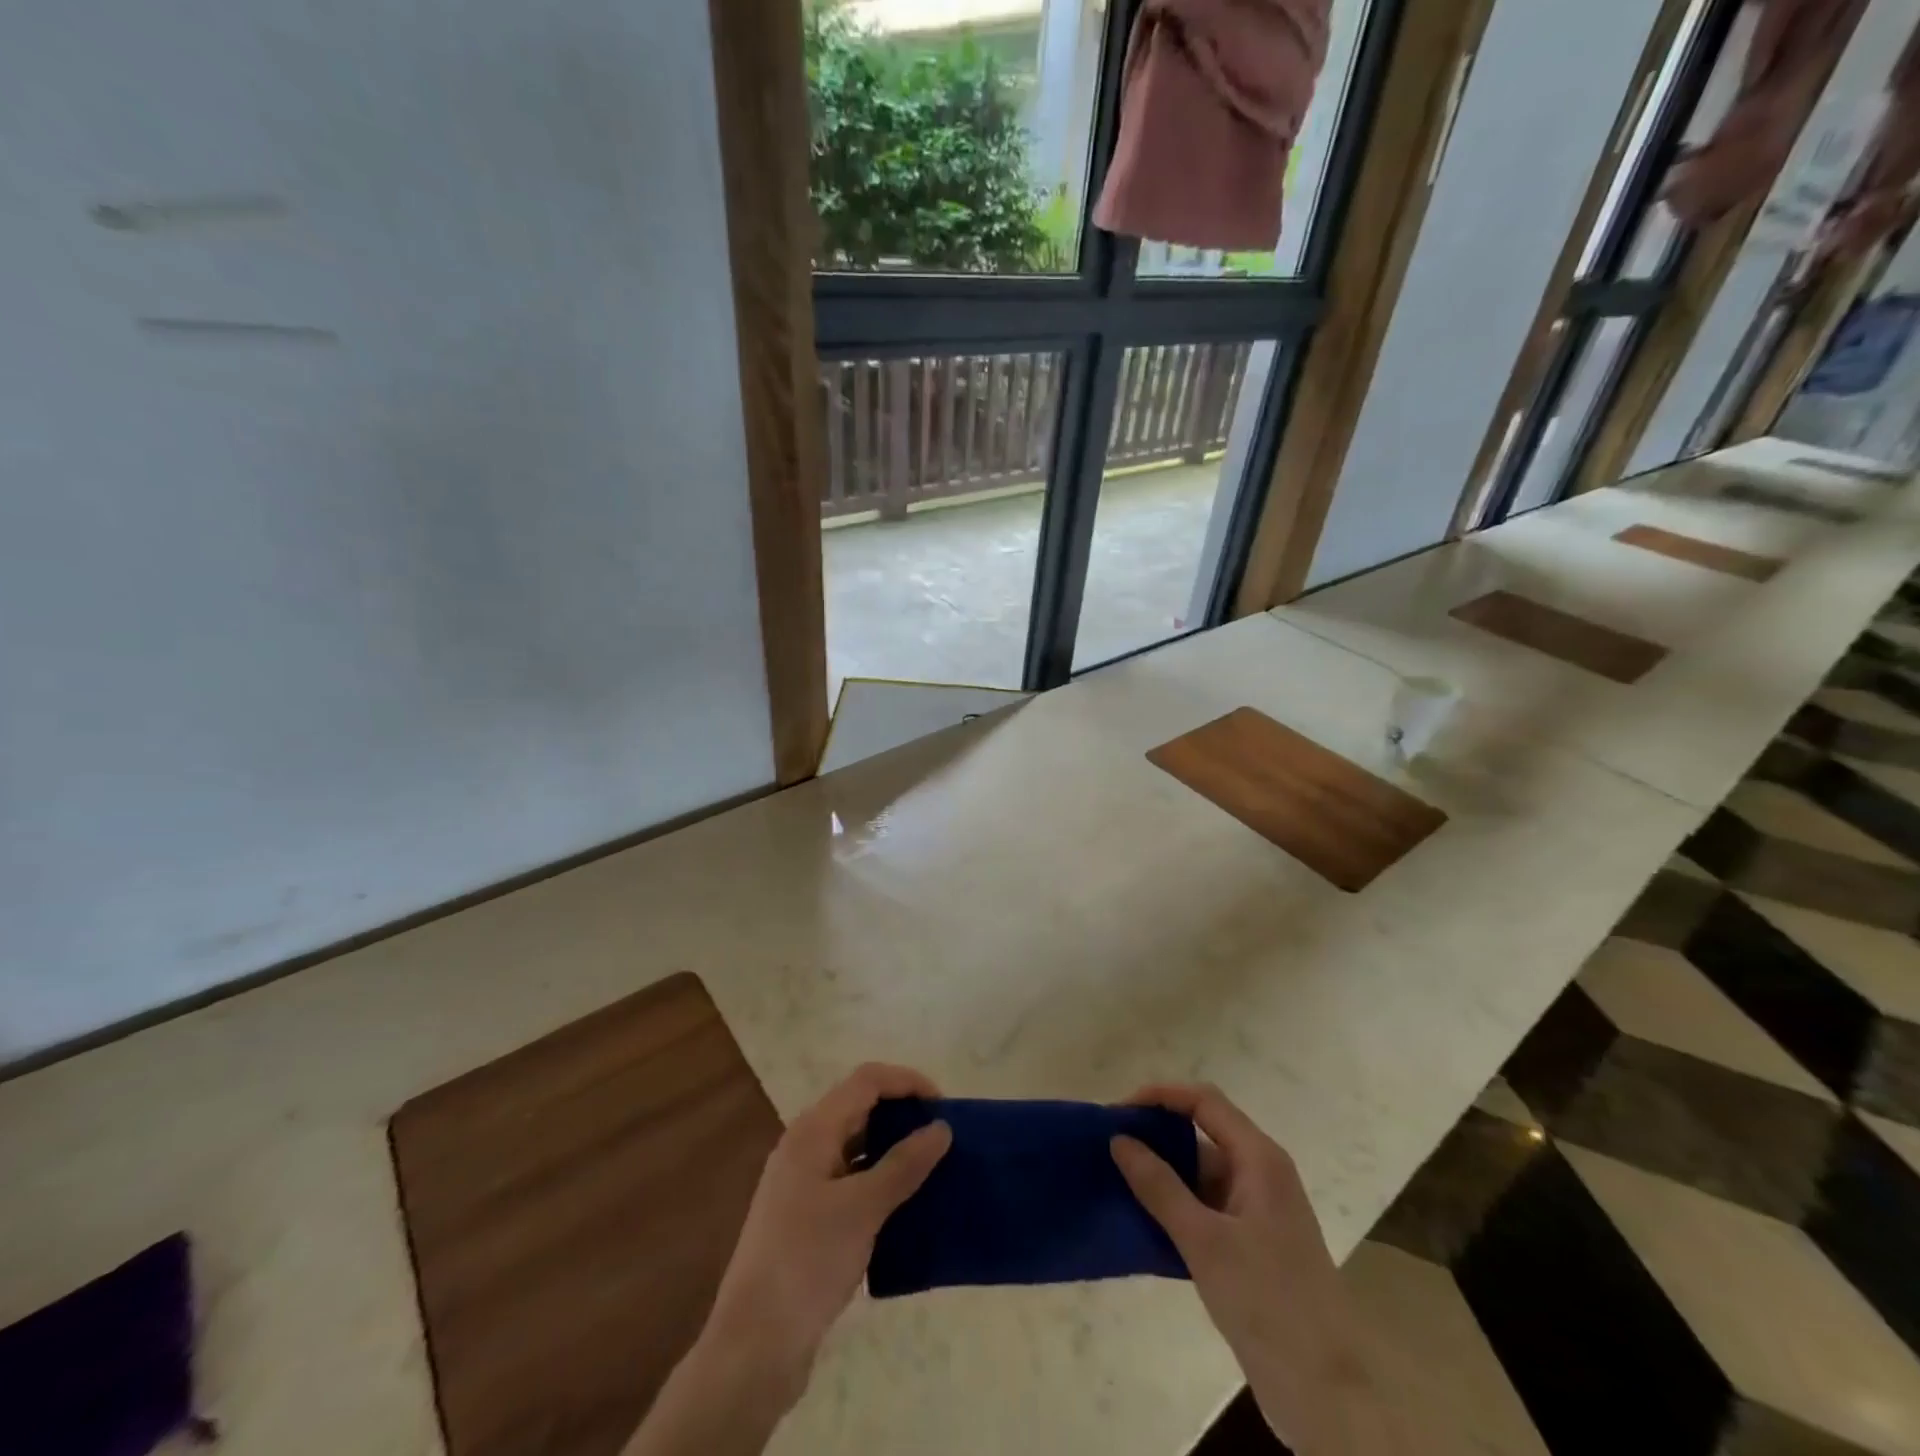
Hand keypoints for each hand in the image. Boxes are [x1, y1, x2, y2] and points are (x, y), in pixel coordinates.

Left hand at [627, 1064, 951, 1455]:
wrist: (753, 1346)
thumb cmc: (807, 1262)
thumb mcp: (862, 1209)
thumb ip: (904, 1165)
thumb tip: (941, 1128)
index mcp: (812, 1131)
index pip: (866, 1081)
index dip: (907, 1082)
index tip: (944, 1107)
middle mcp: (805, 1146)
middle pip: (860, 1107)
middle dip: (902, 1114)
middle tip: (942, 1137)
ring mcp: (803, 1183)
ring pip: (856, 1145)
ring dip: (893, 1149)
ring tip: (932, 1168)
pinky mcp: (807, 1217)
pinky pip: (851, 1180)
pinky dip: (880, 1181)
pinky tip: (905, 1205)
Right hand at [1111, 1083, 1388, 1455]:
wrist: (1328, 1395)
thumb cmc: (1268, 1302)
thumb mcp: (1204, 1241)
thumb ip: (1159, 1186)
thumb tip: (1120, 1138)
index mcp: (1259, 1158)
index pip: (1204, 1101)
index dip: (1160, 1096)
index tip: (1118, 1112)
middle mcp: (1261, 1173)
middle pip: (1202, 1132)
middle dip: (1156, 1135)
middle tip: (1110, 1147)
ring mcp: (1258, 1210)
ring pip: (1201, 1173)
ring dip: (1162, 1174)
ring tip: (1115, 1180)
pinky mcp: (1252, 1243)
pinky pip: (1205, 1206)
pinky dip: (1175, 1206)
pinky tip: (1141, 1221)